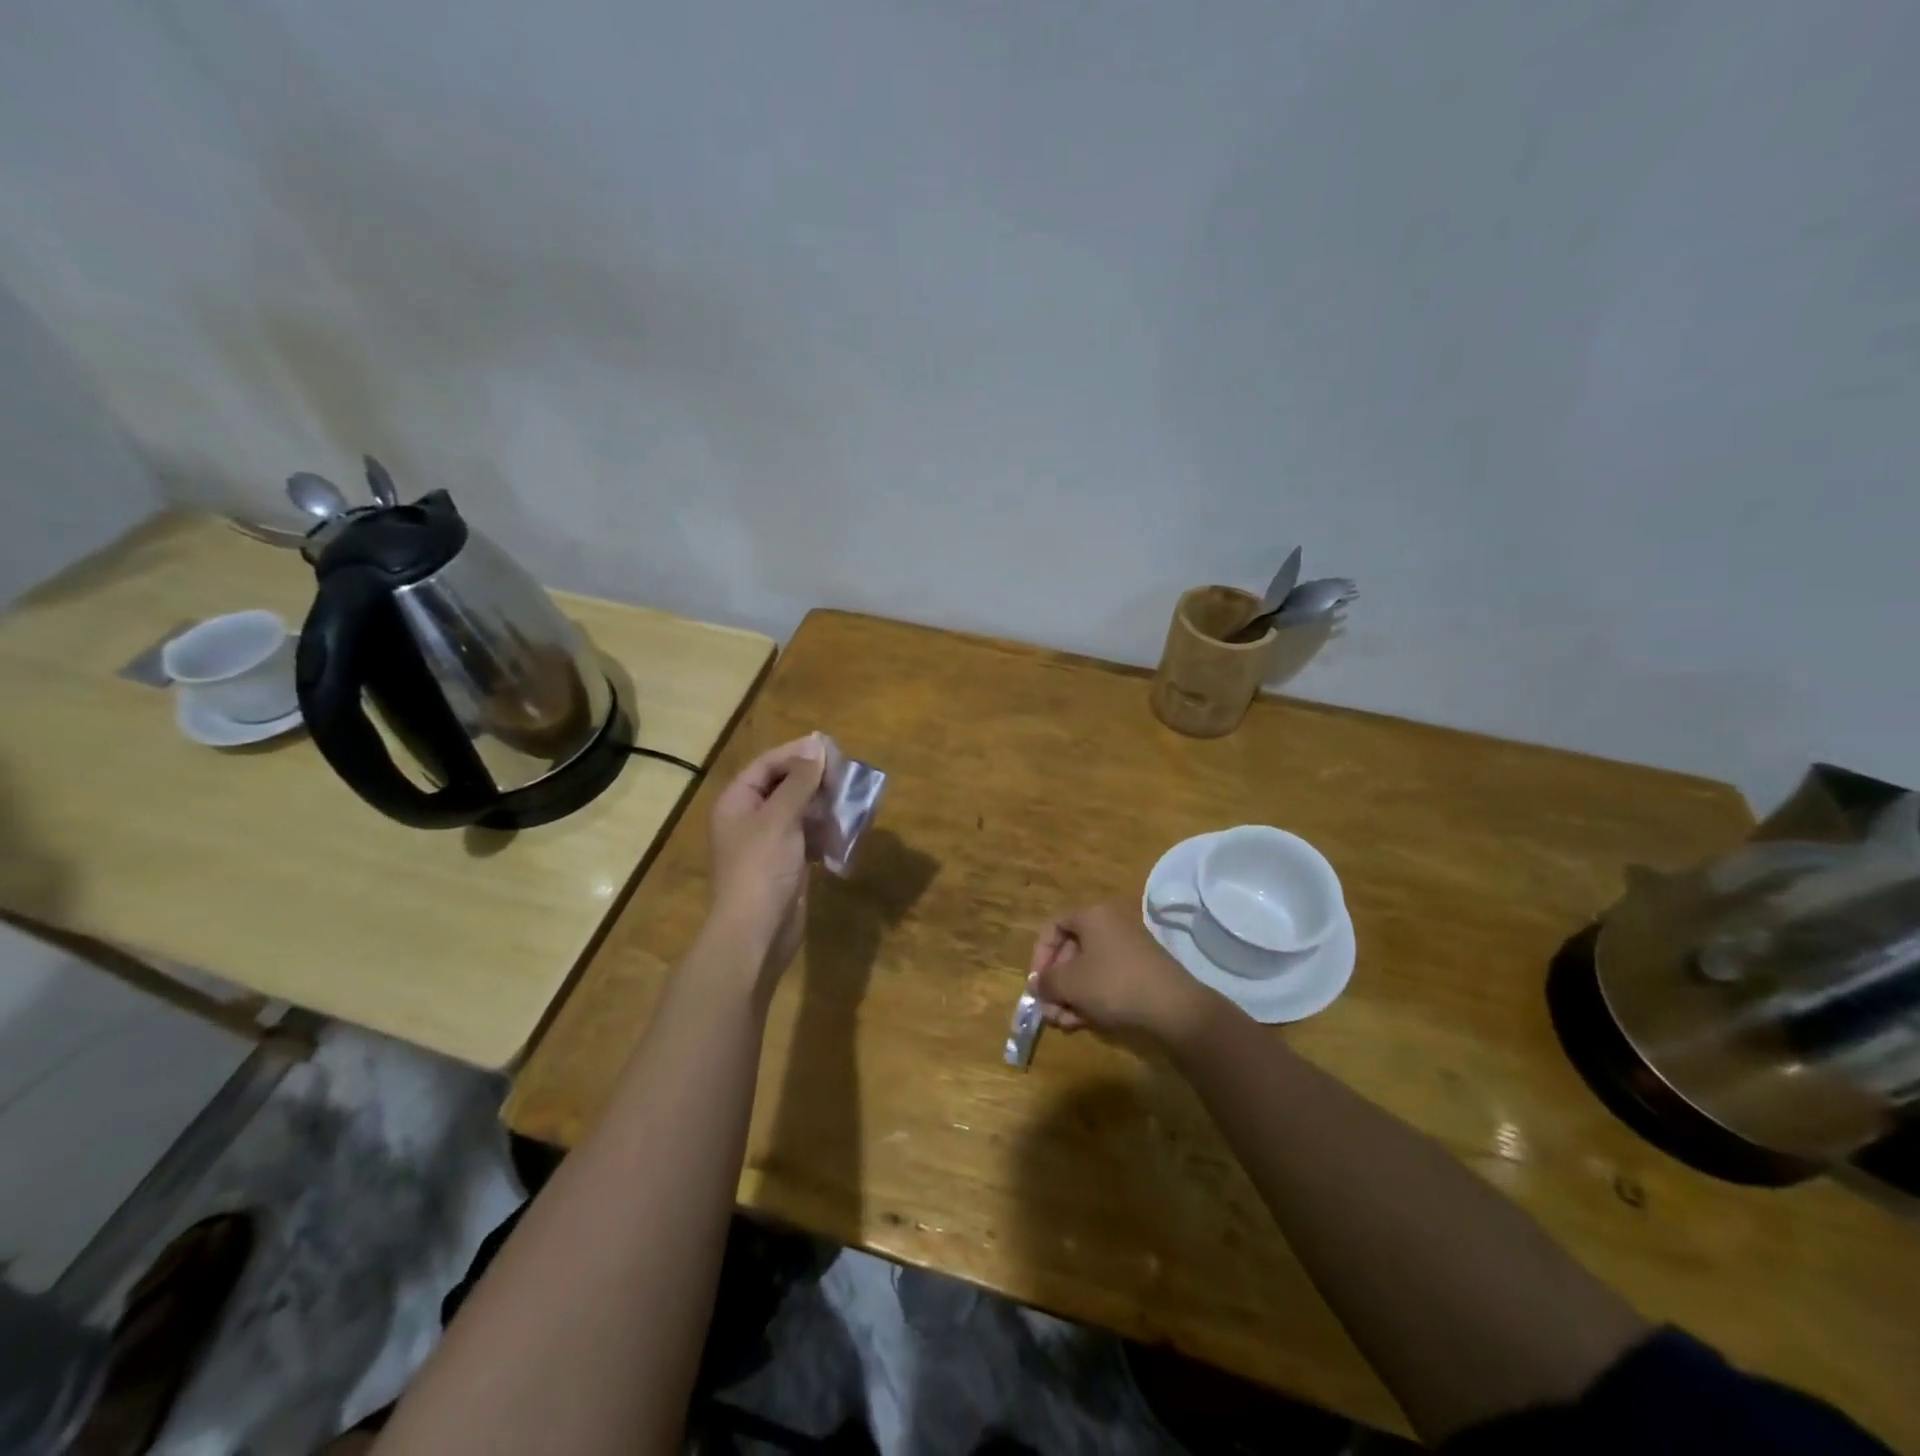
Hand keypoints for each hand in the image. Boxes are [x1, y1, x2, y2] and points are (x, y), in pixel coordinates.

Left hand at [708, 734, 825, 975]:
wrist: (756, 932)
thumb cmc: (762, 868)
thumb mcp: (780, 818)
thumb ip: (800, 781)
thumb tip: (816, 744)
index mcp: (737, 802)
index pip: (767, 765)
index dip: (798, 754)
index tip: (831, 749)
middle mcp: (749, 818)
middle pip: (784, 786)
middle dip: (815, 781)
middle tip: (847, 775)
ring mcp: (767, 843)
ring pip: (799, 812)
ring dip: (824, 806)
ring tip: (852, 801)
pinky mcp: (785, 864)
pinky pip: (807, 837)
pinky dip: (825, 832)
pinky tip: (847, 830)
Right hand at [1029, 903, 1226, 1052]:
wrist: (1173, 1008)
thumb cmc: (1113, 984)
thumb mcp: (1069, 983)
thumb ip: (1046, 981)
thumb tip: (1037, 983)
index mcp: (1092, 916)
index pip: (1053, 927)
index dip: (1039, 956)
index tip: (1037, 984)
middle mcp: (1111, 925)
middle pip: (1070, 952)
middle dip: (1056, 985)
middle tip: (1050, 1012)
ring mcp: (1129, 949)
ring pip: (1088, 970)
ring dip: (1071, 997)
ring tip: (1066, 1024)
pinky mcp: (1141, 972)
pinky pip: (1107, 980)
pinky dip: (1092, 999)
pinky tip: (1085, 1023)